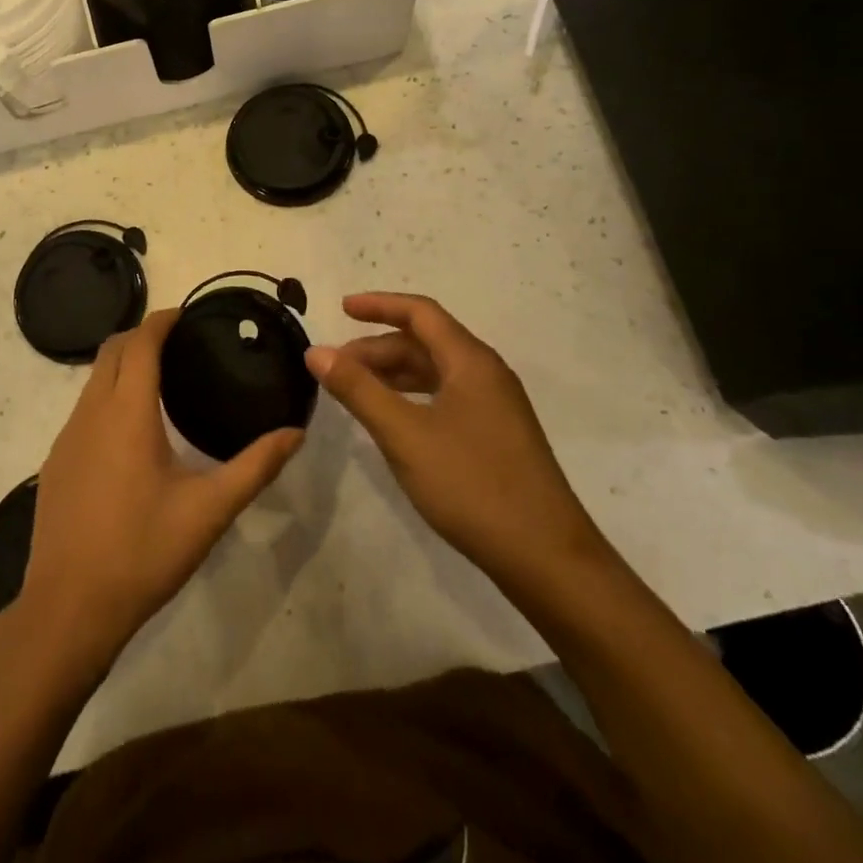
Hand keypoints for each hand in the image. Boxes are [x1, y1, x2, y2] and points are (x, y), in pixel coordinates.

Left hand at [20, 309, 303, 665]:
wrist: (68, 609)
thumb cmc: (142, 551)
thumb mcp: (209, 511)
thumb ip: (255, 467)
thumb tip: (295, 433)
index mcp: (127, 411)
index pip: (140, 342)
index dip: (162, 320)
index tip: (188, 315)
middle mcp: (91, 412)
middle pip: (111, 350)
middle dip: (141, 336)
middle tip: (180, 344)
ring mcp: (66, 437)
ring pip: (93, 379)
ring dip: (122, 365)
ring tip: (161, 381)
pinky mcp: (55, 462)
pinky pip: (83, 409)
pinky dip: (107, 396)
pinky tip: (130, 432)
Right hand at [305, 292, 611, 600]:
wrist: (546, 558)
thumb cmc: (472, 486)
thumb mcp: (404, 435)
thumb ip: (358, 390)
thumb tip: (316, 351)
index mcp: (470, 362)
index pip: (420, 313)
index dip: (379, 304)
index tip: (341, 308)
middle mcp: (486, 374)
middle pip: (426, 342)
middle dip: (378, 347)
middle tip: (336, 366)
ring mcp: (495, 406)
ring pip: (436, 372)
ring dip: (393, 373)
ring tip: (354, 390)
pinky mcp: (496, 436)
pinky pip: (446, 397)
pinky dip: (412, 397)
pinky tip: (392, 420)